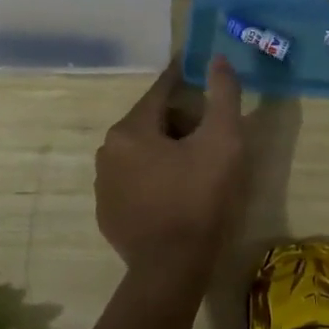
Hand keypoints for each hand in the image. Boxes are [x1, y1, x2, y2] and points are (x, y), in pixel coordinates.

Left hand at [95, 58, 246, 276]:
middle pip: (152, 121)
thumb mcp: (224, 140)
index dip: (185, 79)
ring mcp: (104, 186)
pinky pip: (135, 181)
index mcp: (130, 130)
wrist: (173, 270)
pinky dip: (155, 178)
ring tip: (199, 167)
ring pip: (142, 152)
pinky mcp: (108, 214)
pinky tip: (178, 194)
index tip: (201, 71)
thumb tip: (216, 58)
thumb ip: (223, 94)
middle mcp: (108, 152)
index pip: (161, 91)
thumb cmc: (200, 198)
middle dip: (182, 121)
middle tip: (212, 135)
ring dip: (168, 150)